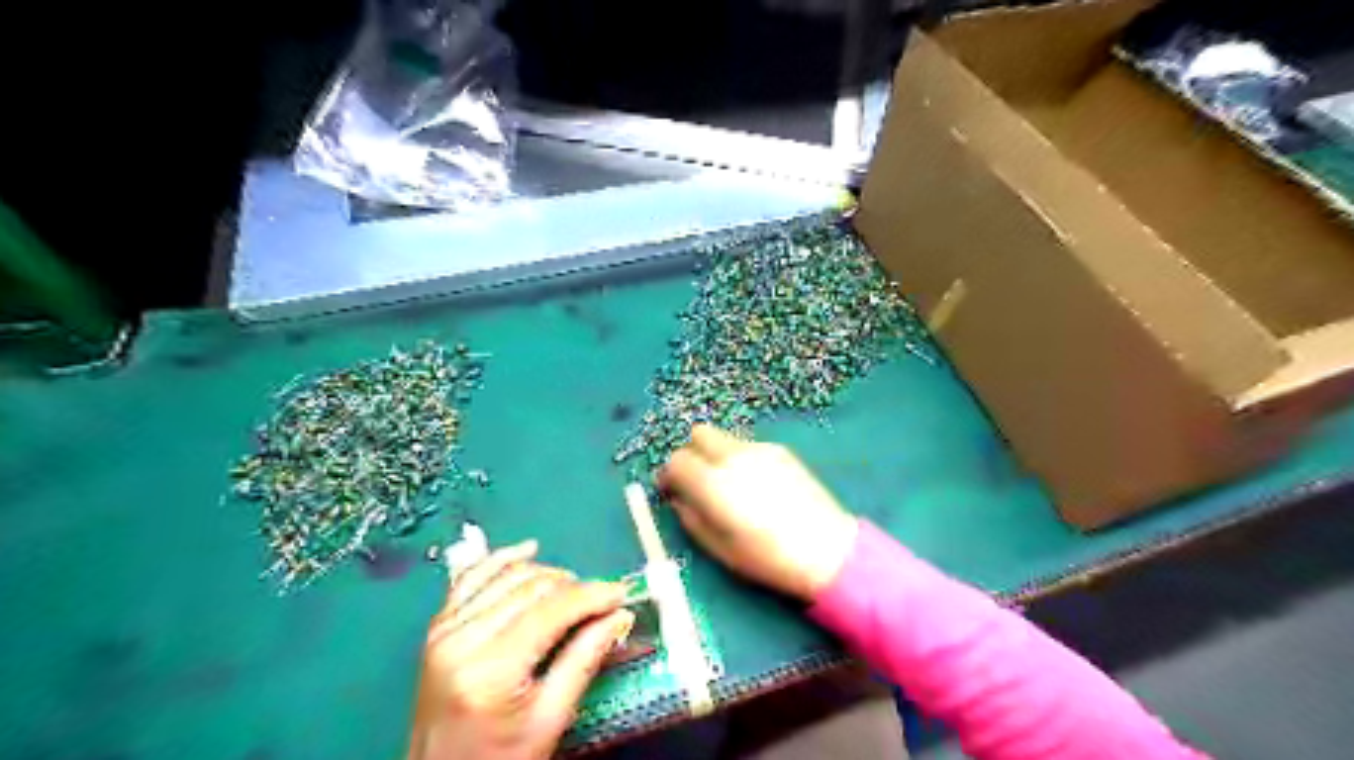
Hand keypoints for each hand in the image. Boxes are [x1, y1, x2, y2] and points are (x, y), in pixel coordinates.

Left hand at [408, 539, 636, 759]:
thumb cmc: (501, 759)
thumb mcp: (550, 719)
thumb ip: (584, 659)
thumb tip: (620, 614)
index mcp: (491, 669)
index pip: (552, 610)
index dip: (592, 595)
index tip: (622, 594)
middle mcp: (462, 638)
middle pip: (531, 587)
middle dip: (574, 587)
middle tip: (603, 600)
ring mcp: (445, 628)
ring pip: (508, 575)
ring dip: (547, 574)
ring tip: (574, 589)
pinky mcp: (438, 625)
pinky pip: (472, 576)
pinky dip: (502, 559)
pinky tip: (528, 550)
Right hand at [656, 424, 854, 602]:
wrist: (826, 549)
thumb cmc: (767, 557)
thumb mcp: (718, 547)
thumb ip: (690, 517)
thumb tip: (679, 499)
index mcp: (712, 482)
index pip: (676, 461)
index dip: (668, 476)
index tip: (670, 491)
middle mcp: (732, 456)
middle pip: (698, 434)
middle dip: (690, 454)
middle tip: (695, 480)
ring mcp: (759, 449)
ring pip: (723, 438)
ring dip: (715, 454)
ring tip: (727, 484)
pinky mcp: (780, 450)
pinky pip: (747, 446)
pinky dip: (739, 458)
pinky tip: (754, 485)